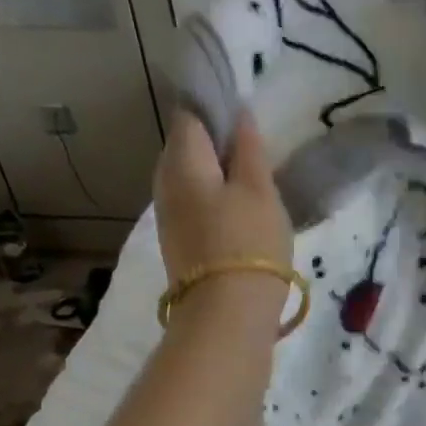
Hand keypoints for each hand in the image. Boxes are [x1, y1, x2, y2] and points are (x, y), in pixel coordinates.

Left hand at [153, 111, 292, 283]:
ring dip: (216, 176)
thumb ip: (249, 150)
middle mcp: (164, 182)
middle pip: (187, 148)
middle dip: (216, 144)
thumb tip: (240, 114)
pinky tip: (238, 214)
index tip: (246, 116)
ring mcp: (168, 216)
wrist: (226, 317)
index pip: (191, 114)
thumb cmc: (248, 245)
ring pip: (190, 179)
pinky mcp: (177, 244)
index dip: (217, 108)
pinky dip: (213, 201)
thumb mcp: (260, 191)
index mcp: (182, 160)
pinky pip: (193, 206)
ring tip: (252, 184)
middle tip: (254, 152)